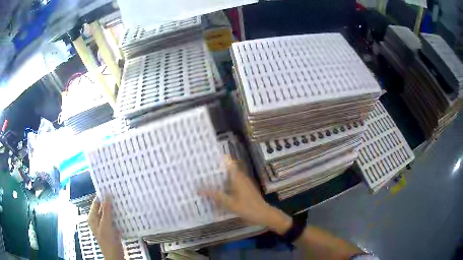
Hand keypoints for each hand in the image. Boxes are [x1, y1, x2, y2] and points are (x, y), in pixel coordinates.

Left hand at [88, 195, 123, 259]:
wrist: (115, 256)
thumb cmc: (108, 242)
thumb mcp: (106, 225)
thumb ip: (106, 211)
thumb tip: (107, 195)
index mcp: (92, 217)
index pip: (96, 202)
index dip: (102, 196)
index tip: (111, 189)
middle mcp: (97, 220)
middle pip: (103, 208)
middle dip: (110, 203)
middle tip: (119, 195)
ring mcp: (105, 225)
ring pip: (109, 214)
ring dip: (115, 210)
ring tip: (122, 202)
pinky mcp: (111, 230)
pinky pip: (114, 220)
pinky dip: (118, 217)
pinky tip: (124, 214)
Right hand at [200, 157, 291, 234]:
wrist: (264, 215)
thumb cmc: (248, 208)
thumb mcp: (230, 203)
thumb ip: (215, 195)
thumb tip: (199, 189)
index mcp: (238, 177)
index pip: (229, 162)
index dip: (219, 158)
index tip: (207, 157)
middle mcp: (241, 178)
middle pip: (227, 169)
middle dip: (216, 169)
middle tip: (201, 170)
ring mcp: (243, 184)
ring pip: (229, 177)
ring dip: (219, 178)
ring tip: (205, 179)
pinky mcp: (244, 191)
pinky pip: (232, 185)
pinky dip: (224, 186)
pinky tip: (216, 191)